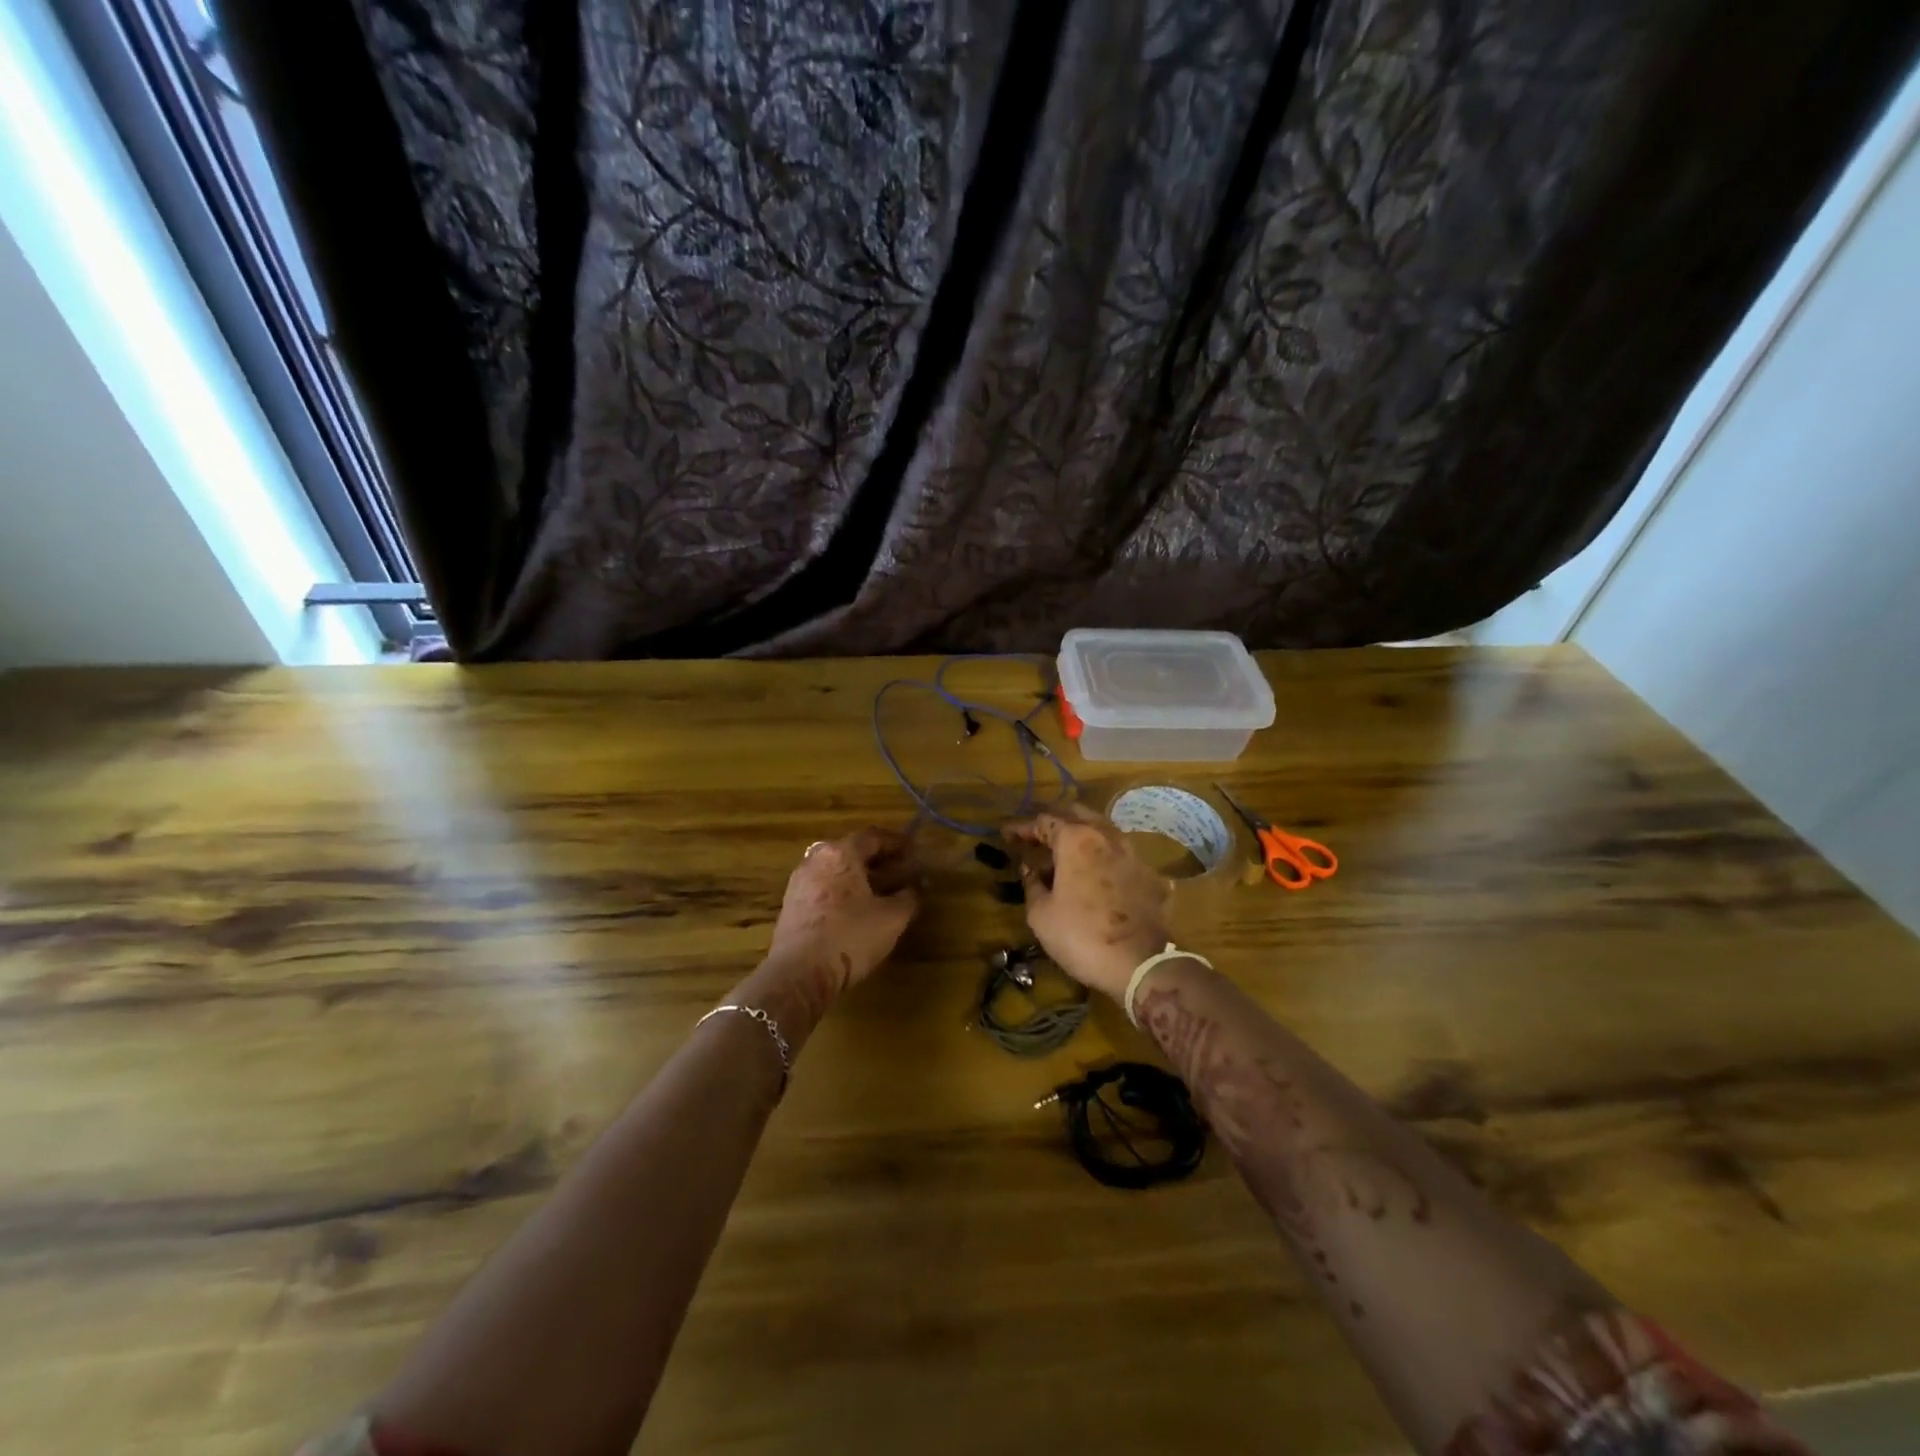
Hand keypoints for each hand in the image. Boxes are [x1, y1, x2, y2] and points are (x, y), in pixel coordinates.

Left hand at [768, 827, 920, 993]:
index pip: (872, 836)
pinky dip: (842, 892)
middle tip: (899, 869)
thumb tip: (914, 888)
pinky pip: (823, 888)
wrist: (800, 974)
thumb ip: (908, 898)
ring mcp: (799, 883)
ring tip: (880, 891)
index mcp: (840, 854)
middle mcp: (816, 860)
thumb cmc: (850, 936)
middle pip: (851, 851)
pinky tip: (856, 910)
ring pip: (835, 870)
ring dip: (859, 876)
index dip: (896, 842)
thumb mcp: (892, 918)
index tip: (913, 849)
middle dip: (877, 859)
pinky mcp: (791, 907)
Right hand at [1001, 804, 1170, 1000]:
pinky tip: (1097, 873)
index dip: (1023, 827)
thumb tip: (1030, 869)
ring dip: (1081, 837)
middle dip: (1054, 822)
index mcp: (1076, 839)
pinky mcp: (1150, 875)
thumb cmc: (1081, 935)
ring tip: (1065, 854)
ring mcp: (1133, 853)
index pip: (1044, 821)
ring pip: (1103, 831)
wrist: (1141, 964)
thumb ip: (1032, 885)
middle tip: (1037, 838)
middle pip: (1077, 815)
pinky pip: (1121, 856)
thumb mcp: (1041, 914)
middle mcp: (1107, 836)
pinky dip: (1104, 859)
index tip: (1008, 835)